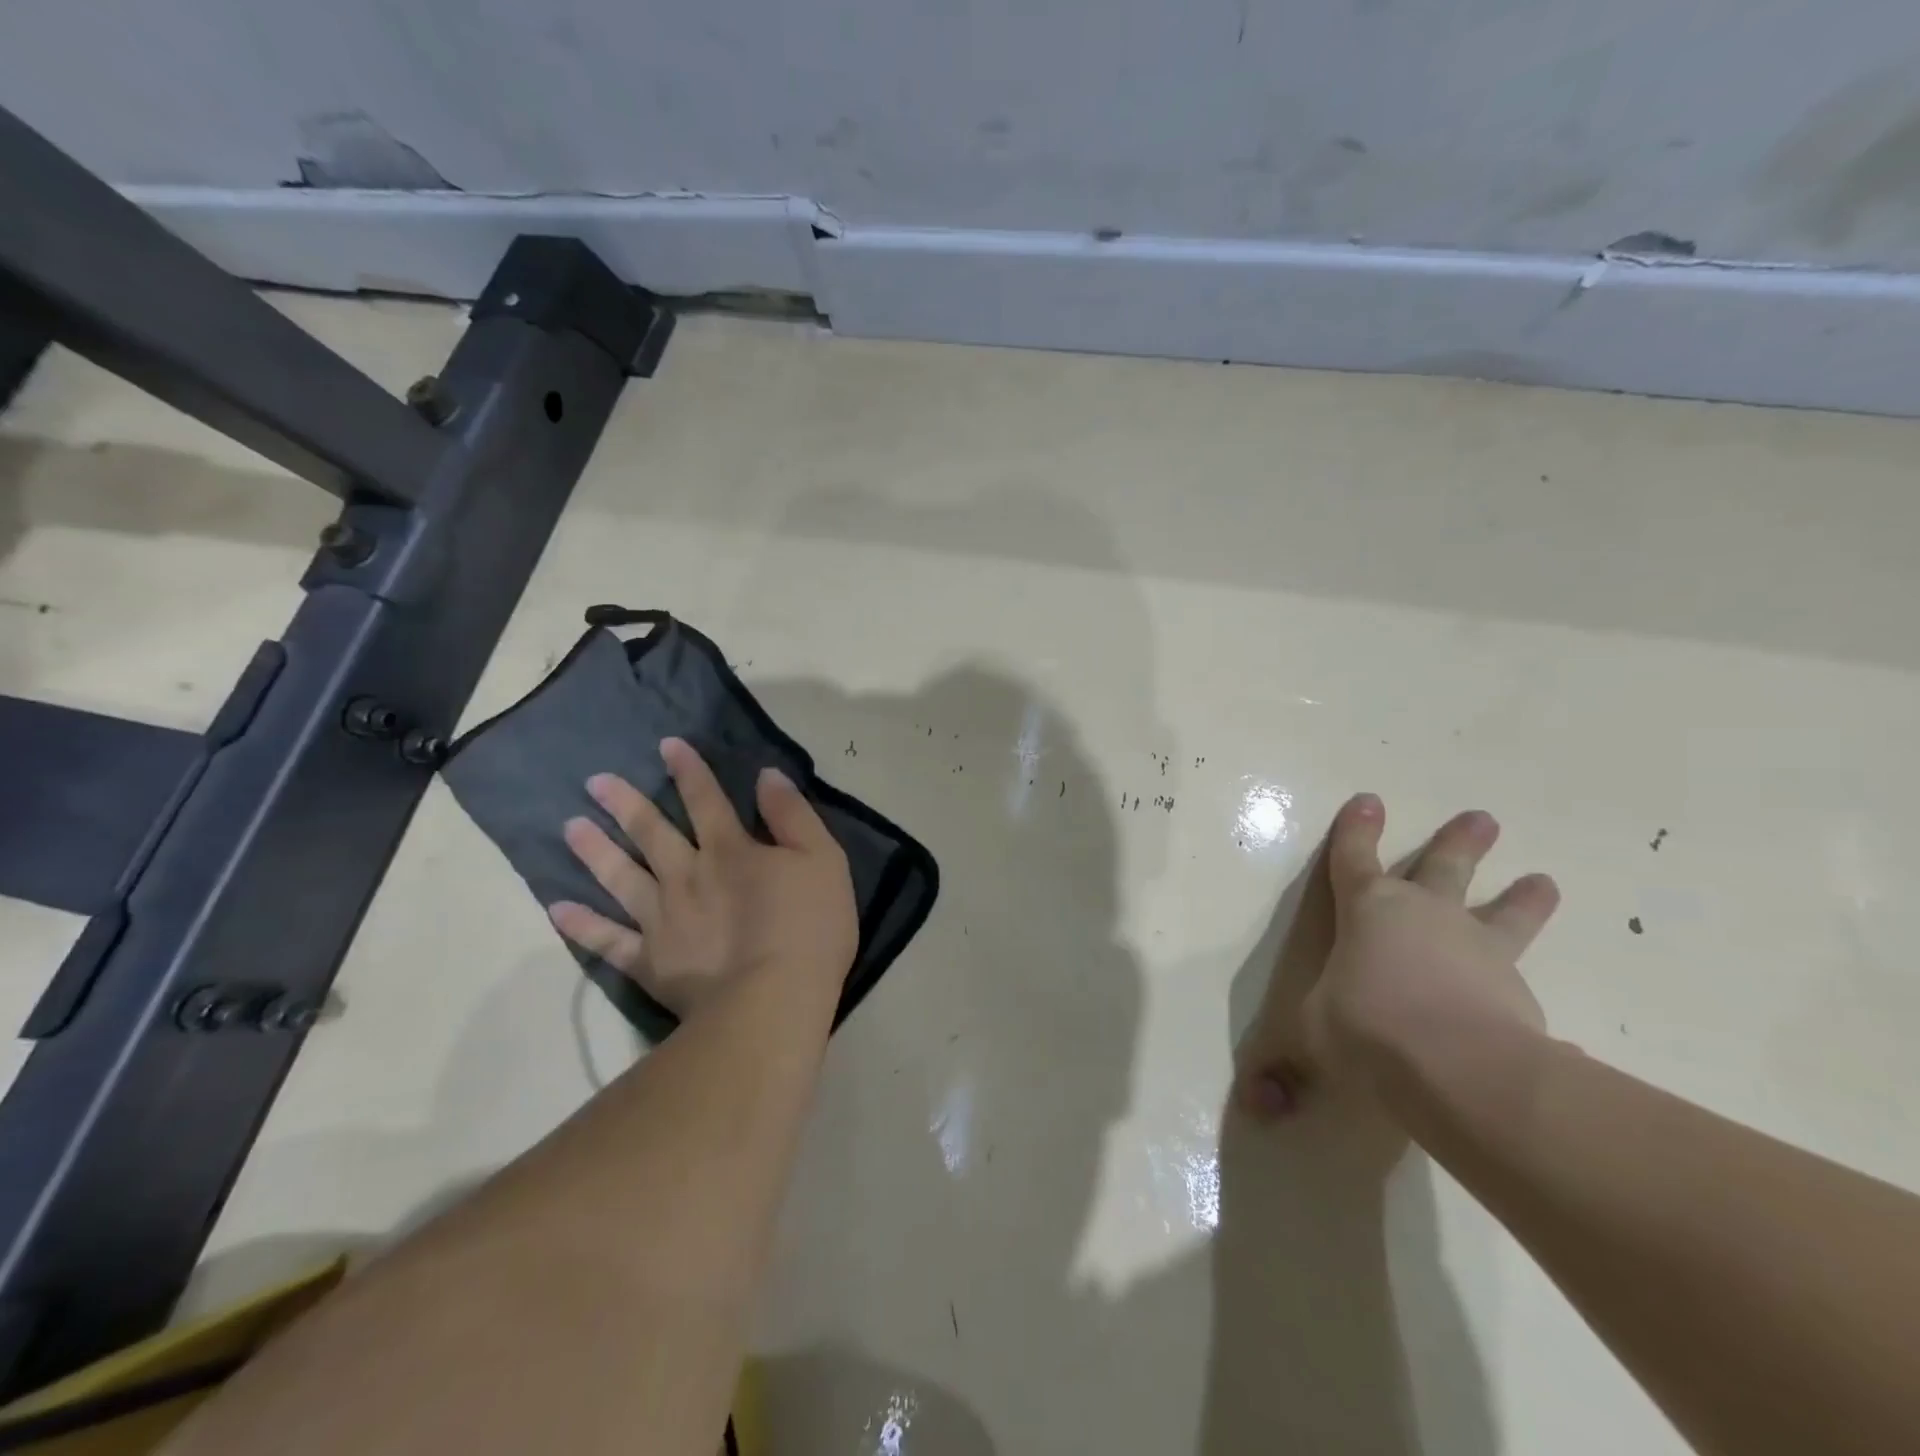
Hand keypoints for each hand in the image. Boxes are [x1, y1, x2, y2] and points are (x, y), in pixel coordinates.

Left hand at [548, 737, 856, 1017]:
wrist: (774, 1000)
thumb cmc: (810, 927)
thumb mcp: (822, 859)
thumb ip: (792, 816)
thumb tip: (766, 777)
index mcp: (730, 850)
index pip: (706, 800)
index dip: (688, 771)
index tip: (667, 746)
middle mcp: (688, 876)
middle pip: (652, 833)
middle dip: (626, 803)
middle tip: (595, 781)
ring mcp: (663, 919)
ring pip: (621, 877)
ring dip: (596, 851)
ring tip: (569, 827)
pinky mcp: (651, 961)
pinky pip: (609, 941)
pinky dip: (583, 926)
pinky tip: (558, 910)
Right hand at [1236, 794, 1559, 1118]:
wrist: (1457, 1065)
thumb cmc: (1366, 1026)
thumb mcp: (1314, 1039)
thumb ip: (1290, 1067)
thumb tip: (1258, 1108)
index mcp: (1368, 910)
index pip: (1353, 859)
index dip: (1356, 830)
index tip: (1368, 800)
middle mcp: (1426, 915)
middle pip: (1444, 866)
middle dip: (1459, 842)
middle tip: (1483, 818)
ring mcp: (1478, 949)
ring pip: (1504, 912)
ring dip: (1523, 897)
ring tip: (1546, 881)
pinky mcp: (1518, 992)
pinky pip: (1522, 983)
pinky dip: (1527, 992)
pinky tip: (1551, 1021)